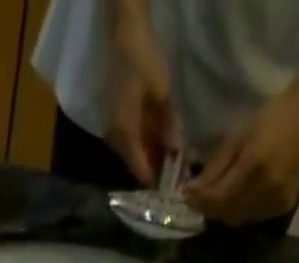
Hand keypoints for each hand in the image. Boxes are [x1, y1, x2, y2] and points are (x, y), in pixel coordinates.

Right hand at [106, 3, 176, 185]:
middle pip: (139, 167)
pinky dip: (152, 148)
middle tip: (181, 178)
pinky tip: (168, 147)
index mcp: (124, 137)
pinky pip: (138, 144)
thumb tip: (178, 155)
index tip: (176, 191)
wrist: (126, 35)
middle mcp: (117, 142)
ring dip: (157, 160)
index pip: (141, 172)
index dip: (159, 183)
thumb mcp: (161, 95)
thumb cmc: (143, 62)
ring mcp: (118, 134)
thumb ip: (168, 127)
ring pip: (139, 156)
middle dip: (160, 173)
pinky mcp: (122, 124)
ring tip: (178, 164)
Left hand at [186, 83, 298, 223]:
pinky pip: (253, 217)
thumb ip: (215, 169)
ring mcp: (277, 200)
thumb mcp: (237, 137)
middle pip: (227, 212)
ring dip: (225, 211)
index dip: (200, 201)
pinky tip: (240, 197)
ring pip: (239, 219)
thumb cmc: (270, 118)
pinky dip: (242, 211)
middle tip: (199, 198)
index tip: (186, 197)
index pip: (219, 197)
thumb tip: (191, 193)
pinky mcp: (283, 206)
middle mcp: (266, 188)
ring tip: (218, 196)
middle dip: (210, 207)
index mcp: (254, 165)